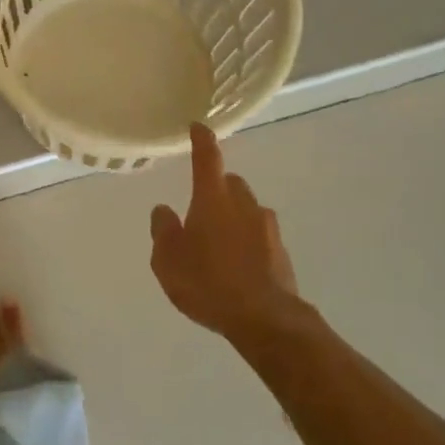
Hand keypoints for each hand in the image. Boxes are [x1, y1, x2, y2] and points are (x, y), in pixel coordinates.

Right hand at [150, 124, 300, 341]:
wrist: (265, 318)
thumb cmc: (208, 283)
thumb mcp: (168, 260)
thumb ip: (163, 230)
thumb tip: (163, 209)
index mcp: (213, 199)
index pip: (207, 158)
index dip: (201, 140)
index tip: (198, 126)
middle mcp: (243, 204)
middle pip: (230, 183)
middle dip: (216, 188)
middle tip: (200, 210)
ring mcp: (267, 227)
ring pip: (247, 209)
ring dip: (233, 216)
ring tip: (217, 245)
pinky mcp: (281, 251)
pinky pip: (258, 235)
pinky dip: (247, 240)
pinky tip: (236, 265)